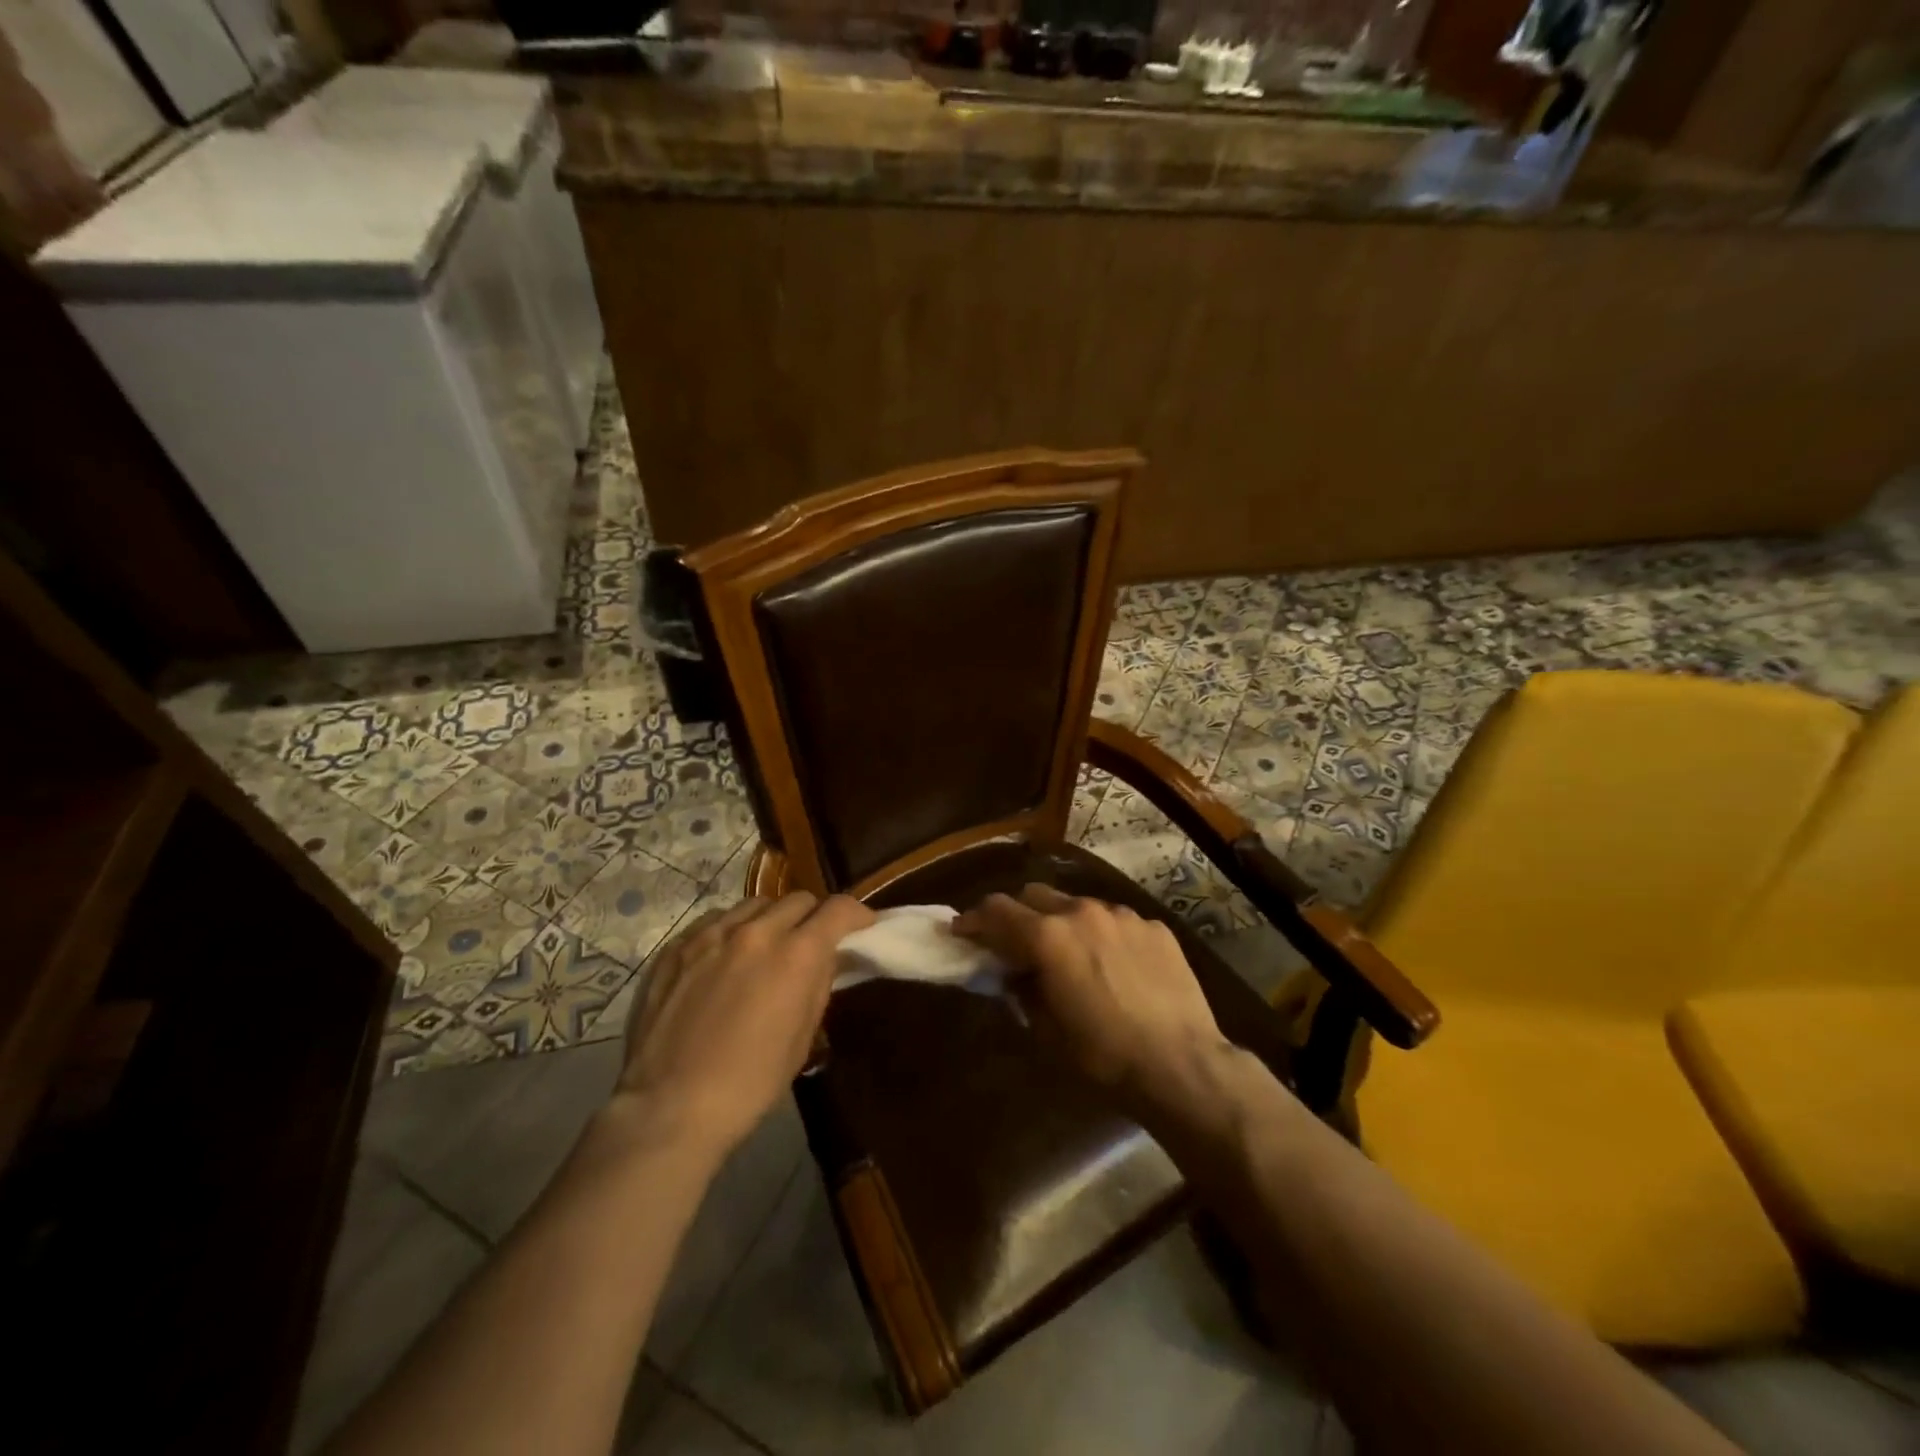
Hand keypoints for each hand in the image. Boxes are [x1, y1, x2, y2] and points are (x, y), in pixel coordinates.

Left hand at [615, 892, 873, 1153]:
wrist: (671, 1107)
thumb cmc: (751, 1083)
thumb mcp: (803, 1038)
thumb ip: (819, 985)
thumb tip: (828, 957)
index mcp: (796, 954)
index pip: (838, 909)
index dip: (856, 914)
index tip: (862, 927)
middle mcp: (756, 932)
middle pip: (798, 900)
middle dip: (813, 917)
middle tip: (812, 944)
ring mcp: (712, 934)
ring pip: (756, 904)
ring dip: (772, 919)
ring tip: (766, 948)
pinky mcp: (677, 946)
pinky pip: (716, 920)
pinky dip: (732, 930)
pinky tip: (726, 958)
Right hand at [952, 884, 1230, 1110]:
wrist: (1181, 1064)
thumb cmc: (1104, 1056)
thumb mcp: (1047, 1031)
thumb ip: (1023, 990)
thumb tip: (1014, 972)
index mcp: (1048, 937)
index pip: (997, 911)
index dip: (973, 919)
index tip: (962, 931)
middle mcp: (1082, 912)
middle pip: (1035, 895)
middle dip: (1018, 915)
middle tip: (1015, 943)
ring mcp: (1122, 915)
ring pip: (1078, 905)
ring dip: (1063, 923)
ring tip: (1072, 956)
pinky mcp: (1154, 927)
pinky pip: (1116, 921)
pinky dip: (1103, 936)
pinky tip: (1115, 967)